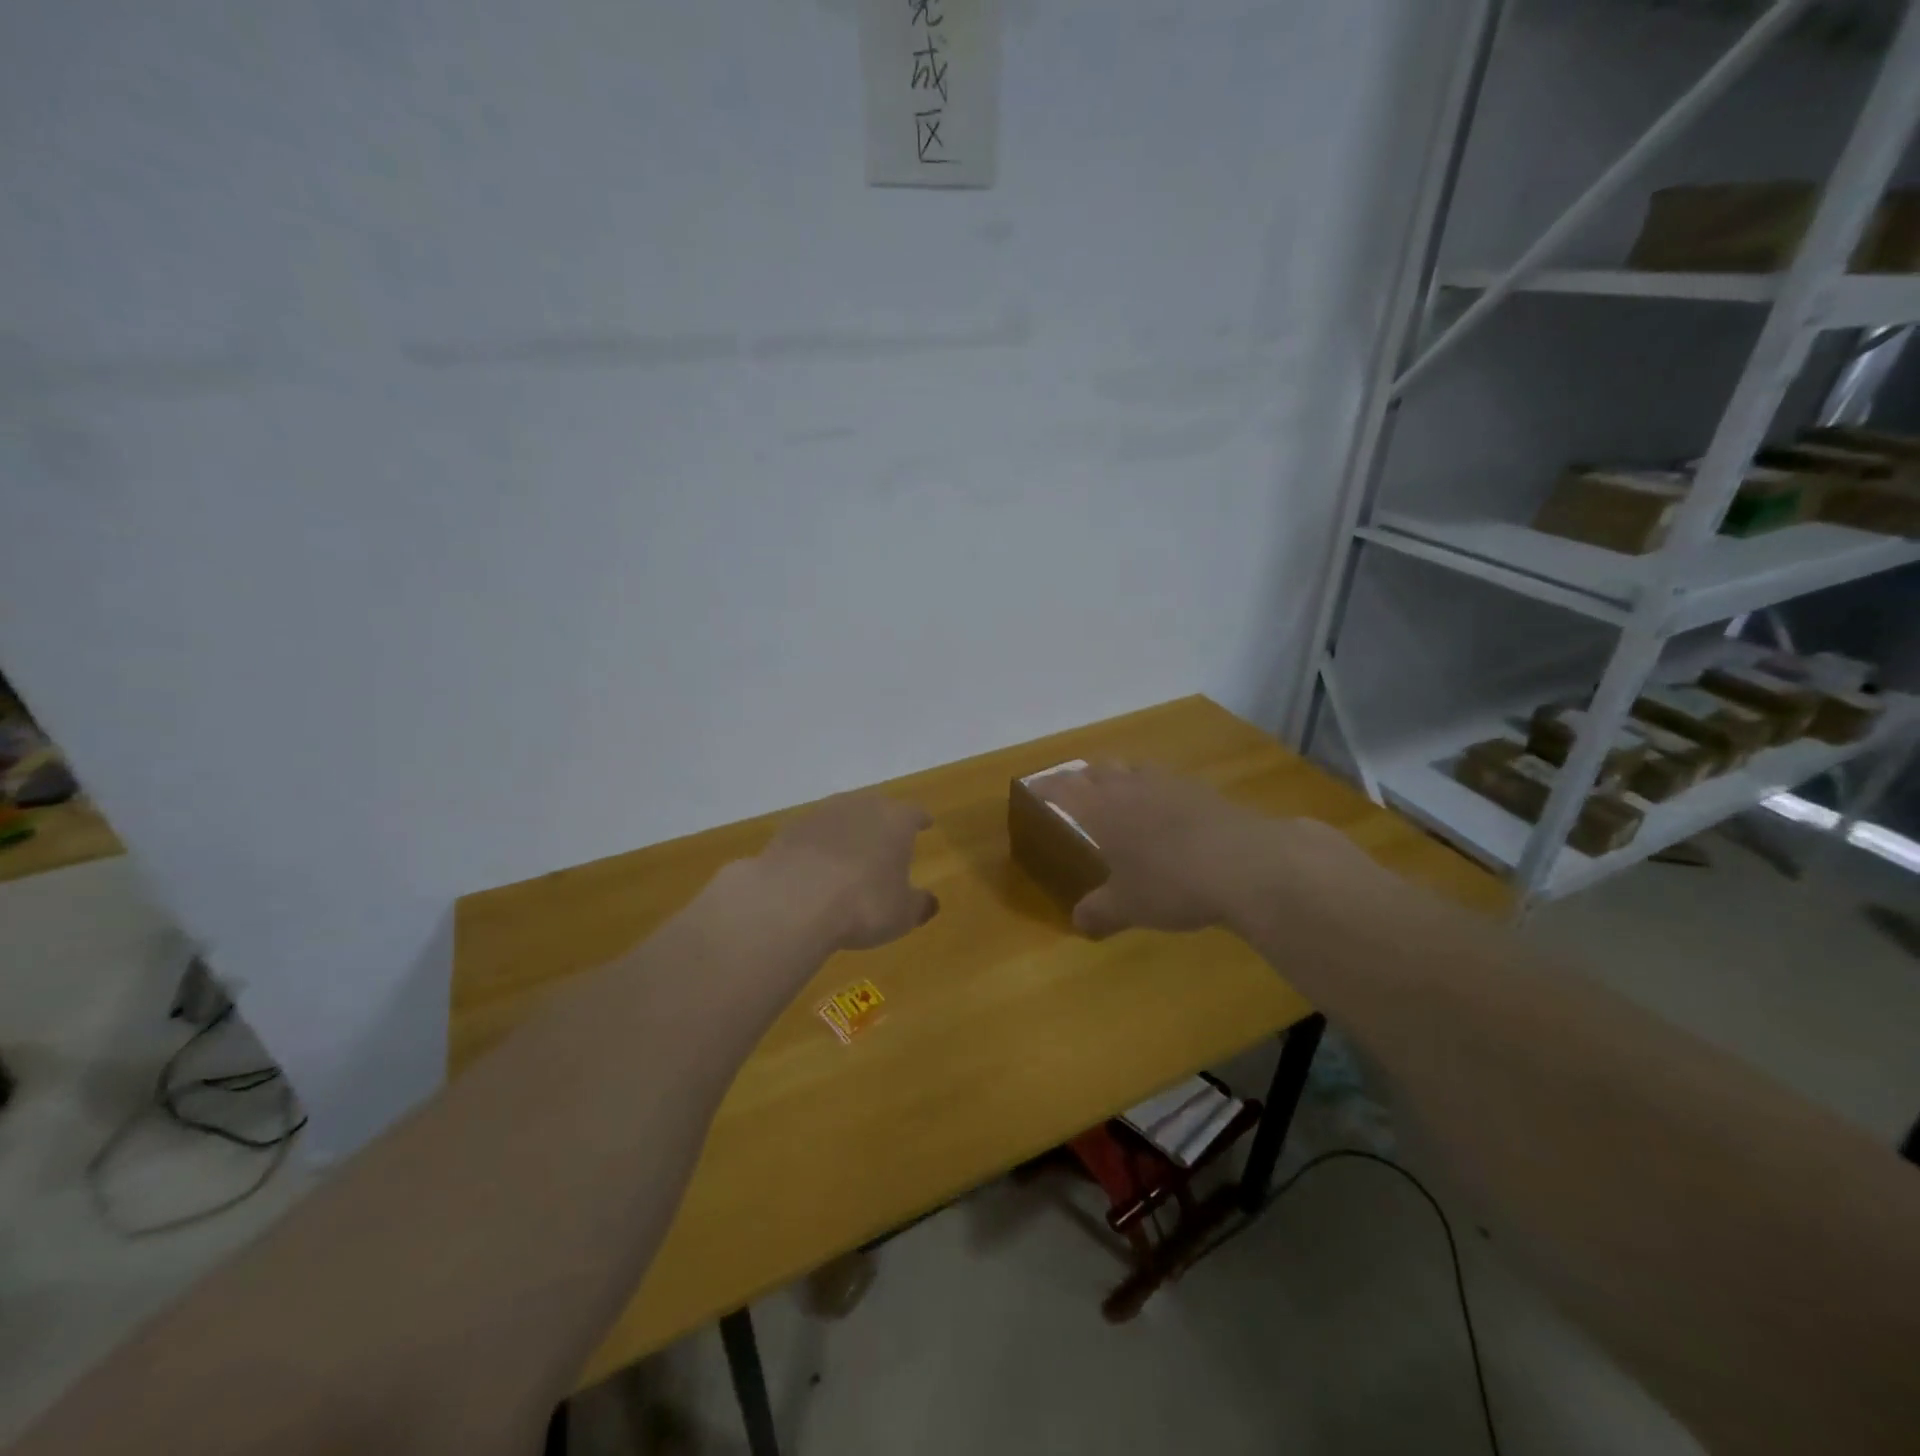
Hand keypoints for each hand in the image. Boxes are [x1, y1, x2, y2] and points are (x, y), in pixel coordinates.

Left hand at [754, 793, 939, 950]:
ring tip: (849, 854)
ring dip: (847, 832)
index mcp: (896, 820)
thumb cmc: (863, 904)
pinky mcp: (790, 828)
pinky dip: (817, 846)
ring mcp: (822, 813)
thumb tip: (930, 902)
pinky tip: (815, 867)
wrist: (793, 900)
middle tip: (886, 840)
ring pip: (842, 816)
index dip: (921, 820)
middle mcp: (861, 806)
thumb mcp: (902, 915)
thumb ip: (919, 905)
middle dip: (882, 823)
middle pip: (877, 807)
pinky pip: (812, 834)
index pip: (914, 813)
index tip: (925, 824)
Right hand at [1036, 762, 1290, 938]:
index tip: (1034, 788)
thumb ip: (1099, 911)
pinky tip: (1167, 812)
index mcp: (1102, 809)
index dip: (1046, 786)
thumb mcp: (1128, 906)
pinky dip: (1157, 790)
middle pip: (1099, 769)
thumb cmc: (1171, 883)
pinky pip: (1168, 782)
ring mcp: (1170, 784)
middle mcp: (1131, 787)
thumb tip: (1078, 923)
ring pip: (1135, 769)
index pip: (1063, 787)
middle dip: (1083, 777)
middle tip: (1076, 791)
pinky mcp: (1204, 792)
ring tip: (1120, 794)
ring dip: (1121, 777)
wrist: (1246, 864)